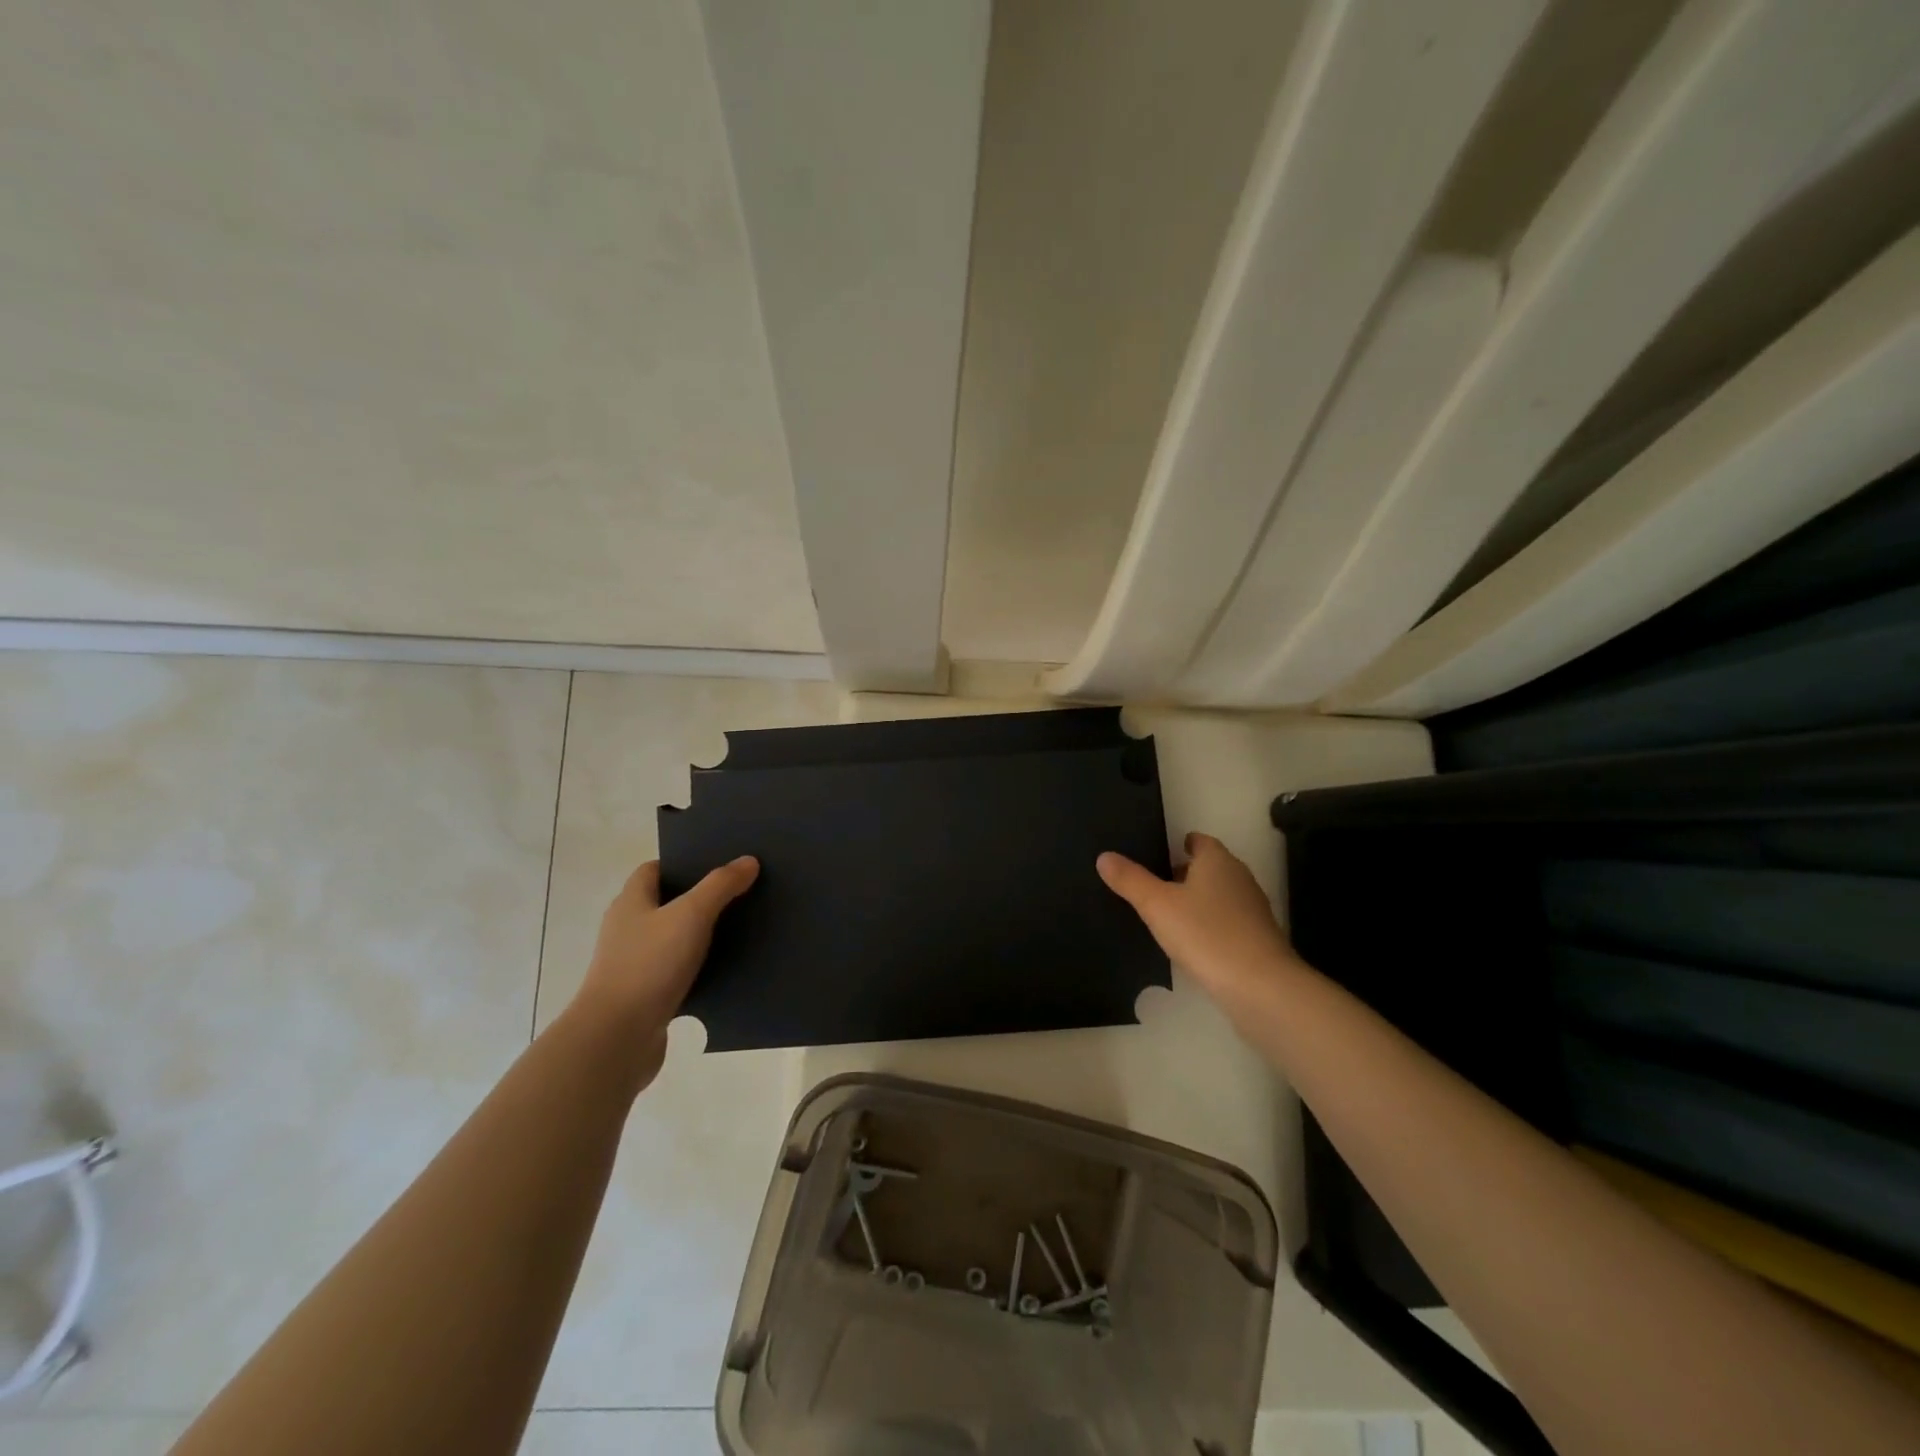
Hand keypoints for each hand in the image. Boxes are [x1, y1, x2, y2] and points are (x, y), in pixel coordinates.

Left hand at [569, 857, 758, 1073]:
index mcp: (631, 902)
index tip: (718, 863)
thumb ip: (720, 885)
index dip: (683, 863)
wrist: (617, 1038)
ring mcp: (633, 964)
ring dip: (701, 935)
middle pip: (665, 902)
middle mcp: (627, 929)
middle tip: (738, 892)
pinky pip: (677, 972)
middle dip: (699, 897)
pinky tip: (727, 970)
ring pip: (673, 939)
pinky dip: (698, 969)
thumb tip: (748, 860)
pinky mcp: (645, 995)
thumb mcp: (691, 915)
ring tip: (740, 928)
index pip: (653, 869)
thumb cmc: (649, 965)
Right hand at [1097, 833, 1298, 1002]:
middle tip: (1153, 885)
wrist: (1260, 987)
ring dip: (1197, 902)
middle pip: (1209, 868)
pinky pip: (1226, 923)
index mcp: (1218, 861)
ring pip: (1219, 897)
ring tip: (1166, 916)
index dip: (1179, 844)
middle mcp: (1239, 879)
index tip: (1157, 854)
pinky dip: (1209, 927)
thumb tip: (1104, 857)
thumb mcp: (1156, 905)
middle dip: (1185, 874)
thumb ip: (1130, 880)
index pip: (1199, 841)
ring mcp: (1252, 910)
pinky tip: (1190, 944)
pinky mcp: (1257, 940)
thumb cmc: (1206, 934)